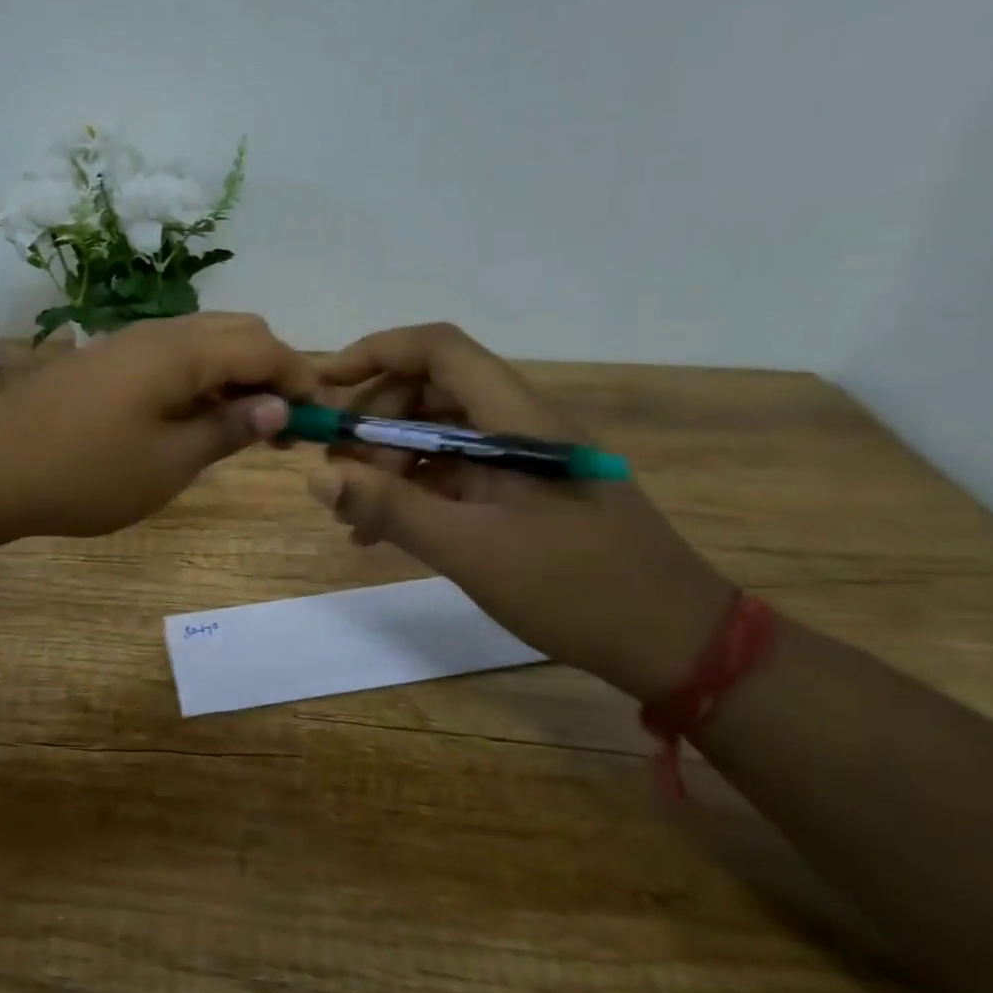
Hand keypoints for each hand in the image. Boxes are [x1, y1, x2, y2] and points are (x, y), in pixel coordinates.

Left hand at [0, 313, 315, 542]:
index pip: (265, 347)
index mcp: (182, 351)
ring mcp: (128, 341)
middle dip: (273, 369)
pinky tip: (196, 416)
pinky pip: (173, 355)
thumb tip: (278, 407)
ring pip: (205, 340)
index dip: (301, 378)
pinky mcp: (107, 360)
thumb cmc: (86, 473)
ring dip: (237, 372)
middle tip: (283, 423)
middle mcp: (160, 331)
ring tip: (245, 424)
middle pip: (239, 331)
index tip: (322, 416)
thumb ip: (228, 428)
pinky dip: (202, 377)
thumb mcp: (169, 463)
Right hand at [308, 323, 735, 700]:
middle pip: (430, 391)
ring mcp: (522, 459)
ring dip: (389, 462)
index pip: (439, 350)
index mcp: (516, 418)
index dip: (377, 353)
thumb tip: (318, 476)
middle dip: (374, 423)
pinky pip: (455, 473)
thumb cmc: (576, 588)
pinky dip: (414, 491)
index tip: (326, 387)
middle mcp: (519, 424)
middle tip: (336, 474)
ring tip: (352, 513)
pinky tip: (382, 532)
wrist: (674, 641)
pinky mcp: (523, 492)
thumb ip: (392, 507)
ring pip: (439, 434)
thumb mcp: (471, 549)